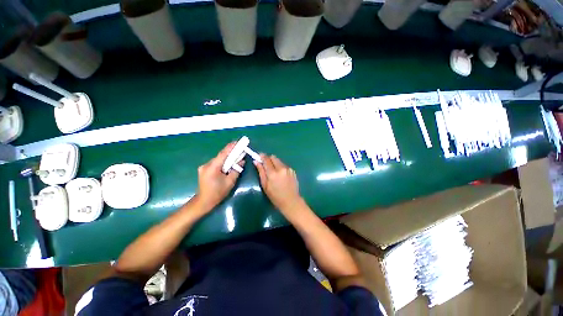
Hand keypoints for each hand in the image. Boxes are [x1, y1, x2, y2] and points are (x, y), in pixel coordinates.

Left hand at [196, 143, 242, 210]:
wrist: (204, 201)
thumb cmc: (218, 193)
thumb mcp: (230, 182)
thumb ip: (236, 170)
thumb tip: (242, 161)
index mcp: (213, 167)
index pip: (223, 154)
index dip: (231, 147)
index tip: (238, 142)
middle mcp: (207, 165)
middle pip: (221, 156)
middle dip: (230, 152)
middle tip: (239, 149)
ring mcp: (204, 167)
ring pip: (218, 159)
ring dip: (227, 158)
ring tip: (235, 156)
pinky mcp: (204, 169)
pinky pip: (215, 163)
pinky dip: (222, 162)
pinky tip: (228, 164)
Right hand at [255, 155, 303, 217]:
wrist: (291, 201)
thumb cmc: (275, 196)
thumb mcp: (265, 185)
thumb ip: (261, 172)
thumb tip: (256, 161)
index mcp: (273, 173)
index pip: (266, 159)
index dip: (262, 156)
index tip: (259, 155)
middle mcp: (281, 168)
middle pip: (274, 157)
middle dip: (269, 159)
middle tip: (266, 165)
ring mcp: (288, 169)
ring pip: (279, 161)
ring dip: (275, 163)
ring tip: (274, 172)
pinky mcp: (293, 171)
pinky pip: (284, 165)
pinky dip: (281, 167)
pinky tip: (281, 175)